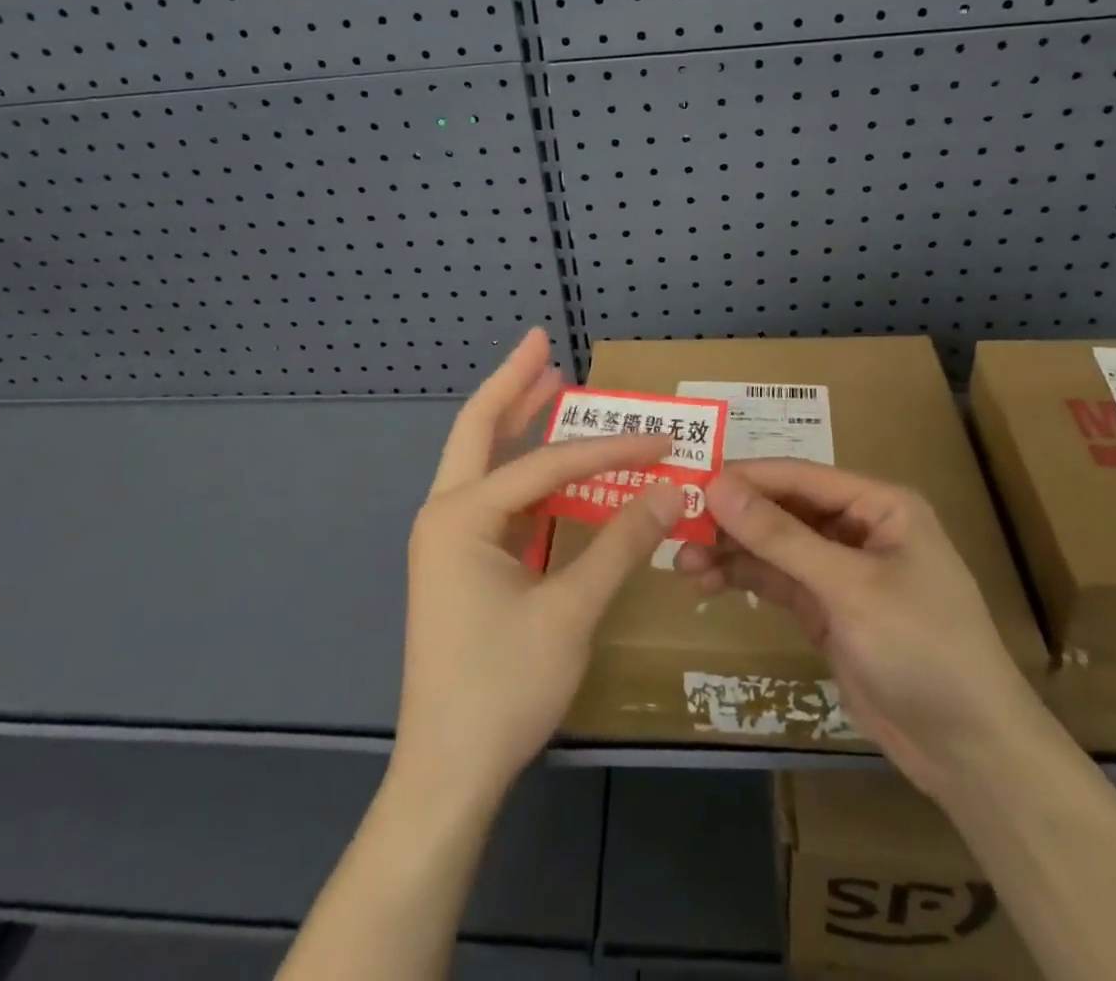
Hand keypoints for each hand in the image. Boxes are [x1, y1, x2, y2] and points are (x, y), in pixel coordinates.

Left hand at [395, 328, 684, 805]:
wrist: (447, 773)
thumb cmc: (504, 688)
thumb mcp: (571, 612)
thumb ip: (620, 543)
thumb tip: (670, 489)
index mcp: (463, 516)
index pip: (548, 464)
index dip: (610, 449)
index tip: (661, 441)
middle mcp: (446, 513)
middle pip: (478, 428)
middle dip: (513, 383)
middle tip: (542, 342)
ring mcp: (450, 538)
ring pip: (483, 460)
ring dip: (515, 421)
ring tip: (549, 382)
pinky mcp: (462, 562)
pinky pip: (496, 498)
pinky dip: (524, 471)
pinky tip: (551, 464)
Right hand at [674, 460, 1038, 796]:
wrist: (970, 753)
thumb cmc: (922, 649)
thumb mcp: (848, 587)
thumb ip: (779, 537)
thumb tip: (716, 484)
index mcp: (879, 505)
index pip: (799, 476)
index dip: (745, 477)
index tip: (690, 482)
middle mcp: (858, 528)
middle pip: (782, 509)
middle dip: (732, 518)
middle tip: (677, 527)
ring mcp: (841, 570)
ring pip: (773, 546)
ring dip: (730, 551)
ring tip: (681, 562)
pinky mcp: (827, 608)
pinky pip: (777, 580)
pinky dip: (744, 578)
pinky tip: (706, 582)